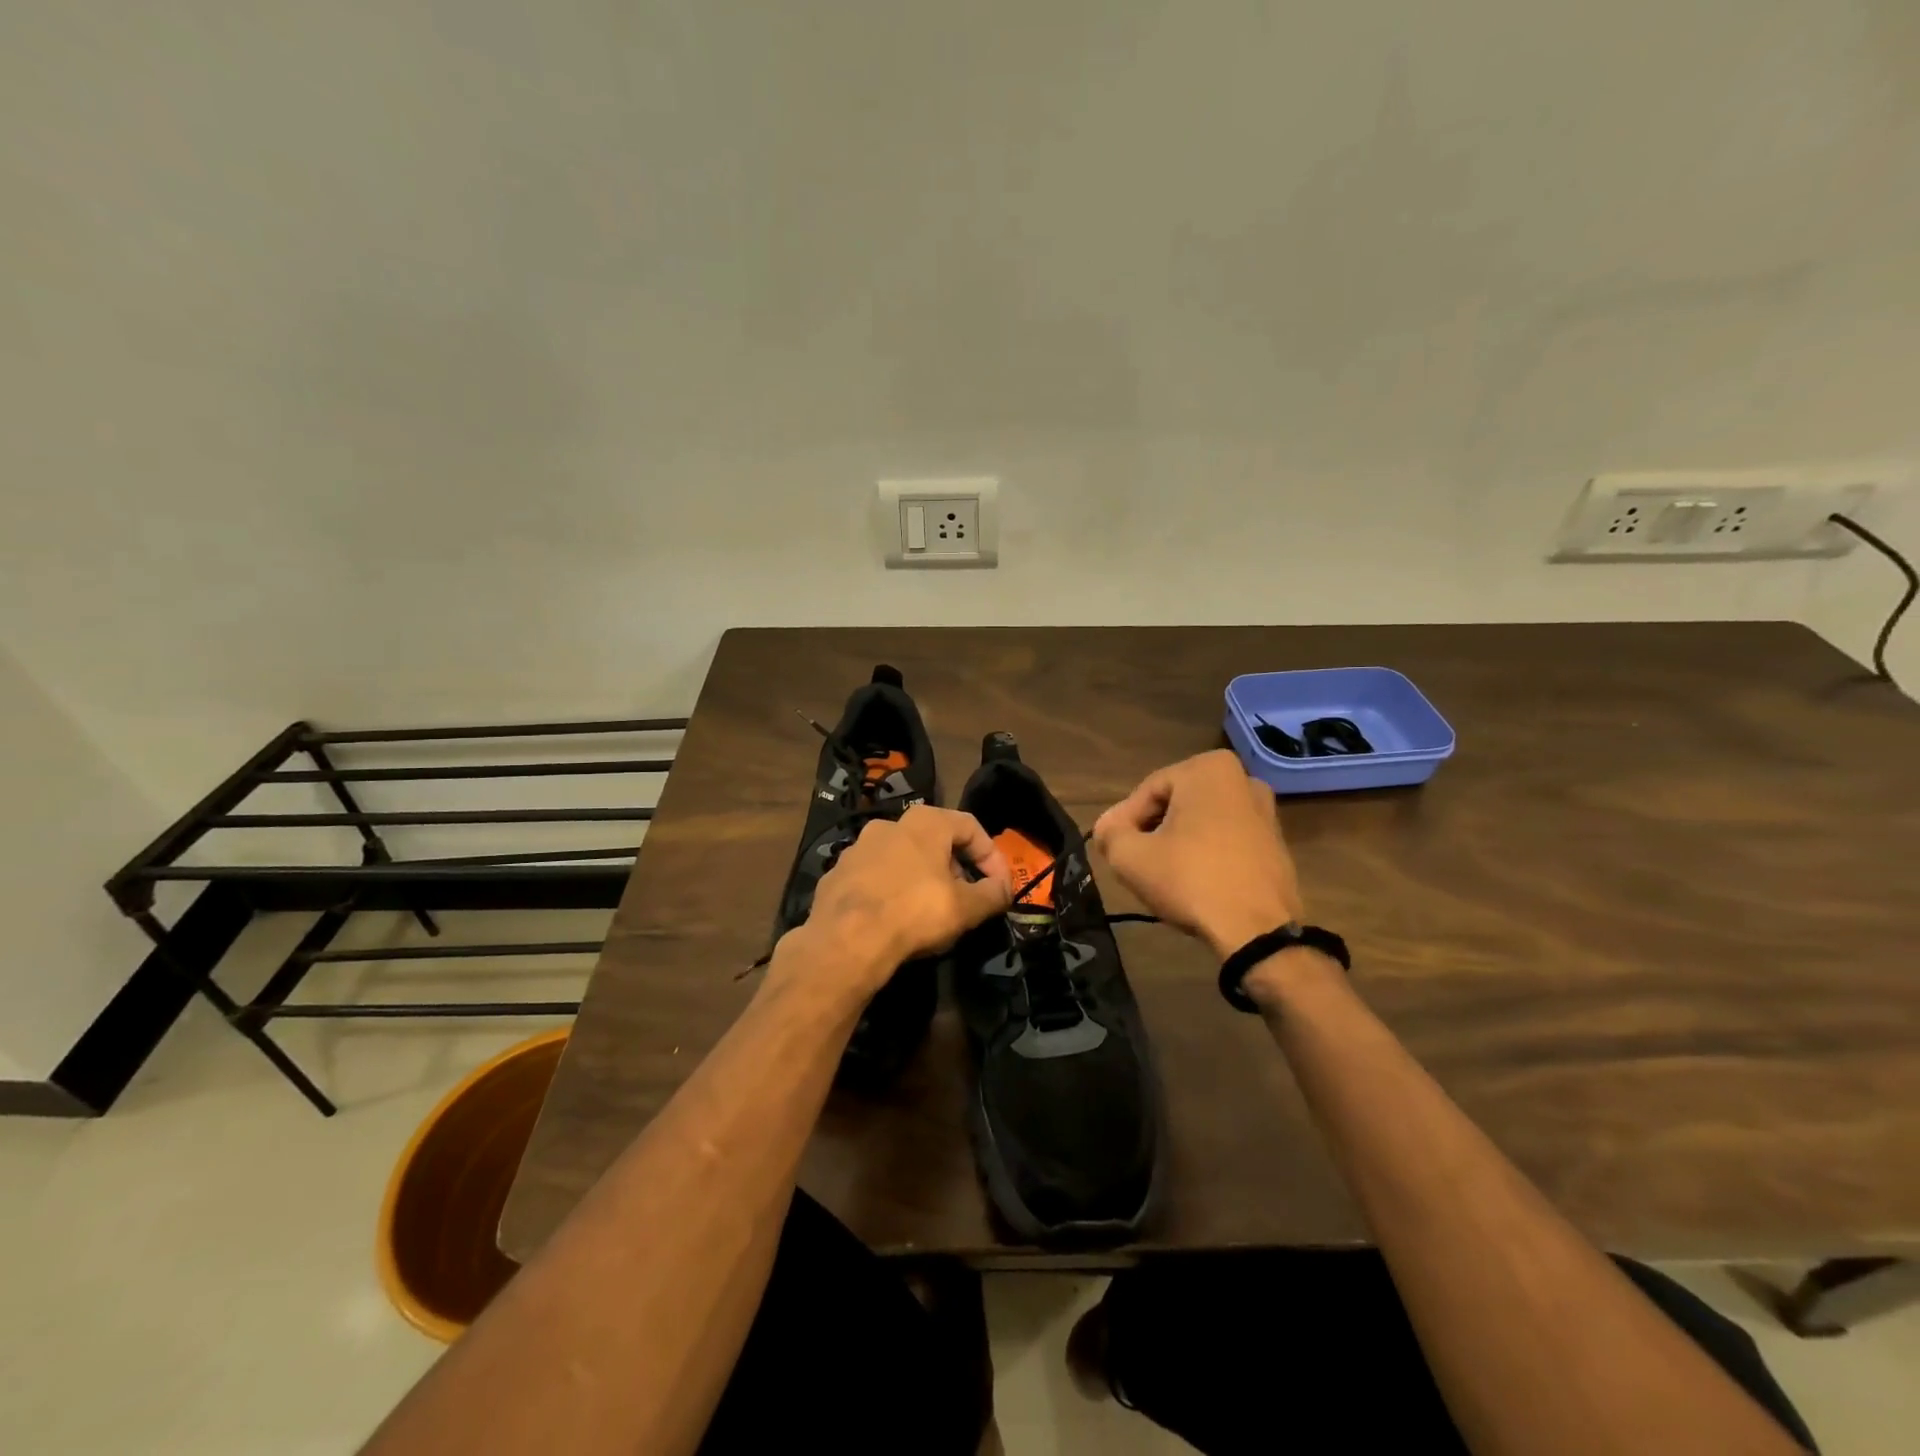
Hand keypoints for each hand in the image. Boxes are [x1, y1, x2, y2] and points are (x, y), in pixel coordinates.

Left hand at [799, 805, 1013, 992]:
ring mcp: (857, 848)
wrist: (846, 940)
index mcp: (925, 822)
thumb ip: (993, 894)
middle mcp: (889, 824)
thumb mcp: (967, 908)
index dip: (992, 856)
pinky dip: (890, 892)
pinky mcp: (836, 874)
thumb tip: (1004, 889)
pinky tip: (894, 920)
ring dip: (921, 879)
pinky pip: (873, 878)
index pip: (971, 826)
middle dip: (956, 868)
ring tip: (929, 912)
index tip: (1000, 887)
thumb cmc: (915, 913)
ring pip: (901, 858)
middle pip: (934, 840)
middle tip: (965, 899)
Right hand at [1092, 749, 1303, 959]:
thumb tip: (1108, 828)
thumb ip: (1109, 833)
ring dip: (1177, 843)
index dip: (1123, 823)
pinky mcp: (1276, 844)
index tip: (1113, 851)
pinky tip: (1193, 882)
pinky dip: (1205, 854)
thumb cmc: (1191, 880)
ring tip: (1161, 875)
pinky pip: (1225, 840)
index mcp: (1208, 768)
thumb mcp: (1130, 856)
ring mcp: (1265, 812)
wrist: (1257, 932)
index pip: (1146, 793)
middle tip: (1135, 862)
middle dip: (1151, 831)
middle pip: (1174, 805)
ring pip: (1200, 823)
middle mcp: (1242, 779)